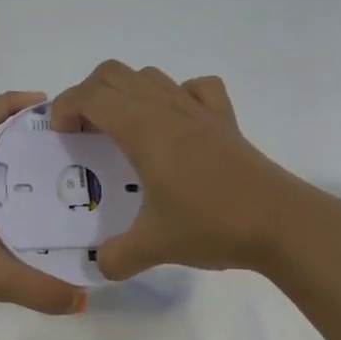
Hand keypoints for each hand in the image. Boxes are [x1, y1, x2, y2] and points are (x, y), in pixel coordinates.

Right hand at [48, 62, 323, 279]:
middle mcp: (168, 109)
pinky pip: (196, 88)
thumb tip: (100, 266)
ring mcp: (199, 111)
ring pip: (151, 76)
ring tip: (121, 131)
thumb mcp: (154, 247)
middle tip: (83, 131)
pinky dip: (175, 95)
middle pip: (116, 74)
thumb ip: (116, 257)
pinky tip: (174, 125)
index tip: (60, 135)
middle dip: (88, 94)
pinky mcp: (225, 122)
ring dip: (125, 93)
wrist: (280, 222)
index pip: (92, 95)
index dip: (66, 106)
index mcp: (144, 129)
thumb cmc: (211, 224)